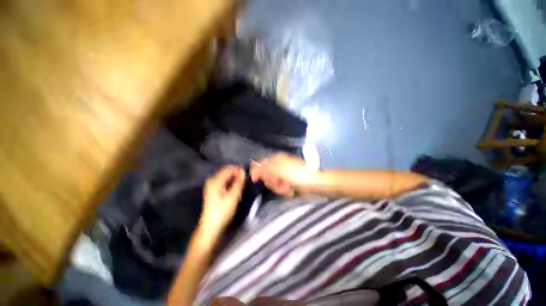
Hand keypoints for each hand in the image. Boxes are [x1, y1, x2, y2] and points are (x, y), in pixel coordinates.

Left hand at [201, 166, 244, 232]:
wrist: (211, 226)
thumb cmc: (222, 211)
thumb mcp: (233, 197)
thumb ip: (238, 183)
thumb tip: (243, 172)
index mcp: (215, 181)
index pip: (228, 169)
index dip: (238, 169)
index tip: (246, 173)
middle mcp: (212, 181)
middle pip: (226, 172)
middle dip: (236, 173)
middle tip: (244, 179)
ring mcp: (212, 186)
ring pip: (225, 177)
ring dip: (234, 178)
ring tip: (241, 184)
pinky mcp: (213, 190)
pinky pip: (224, 182)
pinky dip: (230, 183)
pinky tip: (235, 188)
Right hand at [250, 153, 315, 197]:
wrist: (314, 185)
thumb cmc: (297, 176)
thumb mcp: (279, 171)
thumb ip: (265, 169)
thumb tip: (253, 166)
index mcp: (277, 160)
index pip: (261, 164)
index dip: (257, 172)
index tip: (255, 180)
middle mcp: (279, 166)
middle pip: (266, 176)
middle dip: (273, 182)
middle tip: (280, 183)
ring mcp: (283, 175)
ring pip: (273, 184)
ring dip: (280, 188)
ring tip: (289, 188)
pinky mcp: (287, 183)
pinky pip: (279, 188)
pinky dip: (284, 191)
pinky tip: (291, 191)